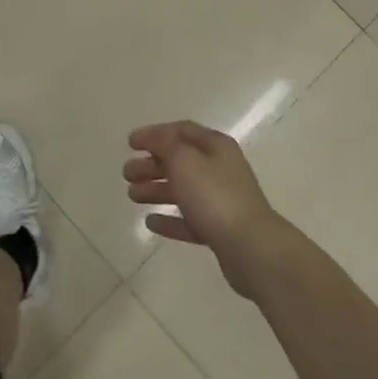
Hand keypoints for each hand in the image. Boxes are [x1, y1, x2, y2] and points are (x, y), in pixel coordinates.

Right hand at [123, 121, 287, 297]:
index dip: (154, 134)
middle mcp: (220, 169)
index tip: (130, 143)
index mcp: (215, 146)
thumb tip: (154, 138)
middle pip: (180, 161)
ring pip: (182, 190)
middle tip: (126, 173)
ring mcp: (220, 201)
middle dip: (151, 164)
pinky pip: (189, 219)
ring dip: (156, 190)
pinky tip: (150, 222)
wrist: (250, 247)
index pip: (181, 131)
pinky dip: (169, 219)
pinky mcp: (219, 229)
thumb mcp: (184, 160)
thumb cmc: (214, 196)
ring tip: (131, 196)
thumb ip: (165, 145)